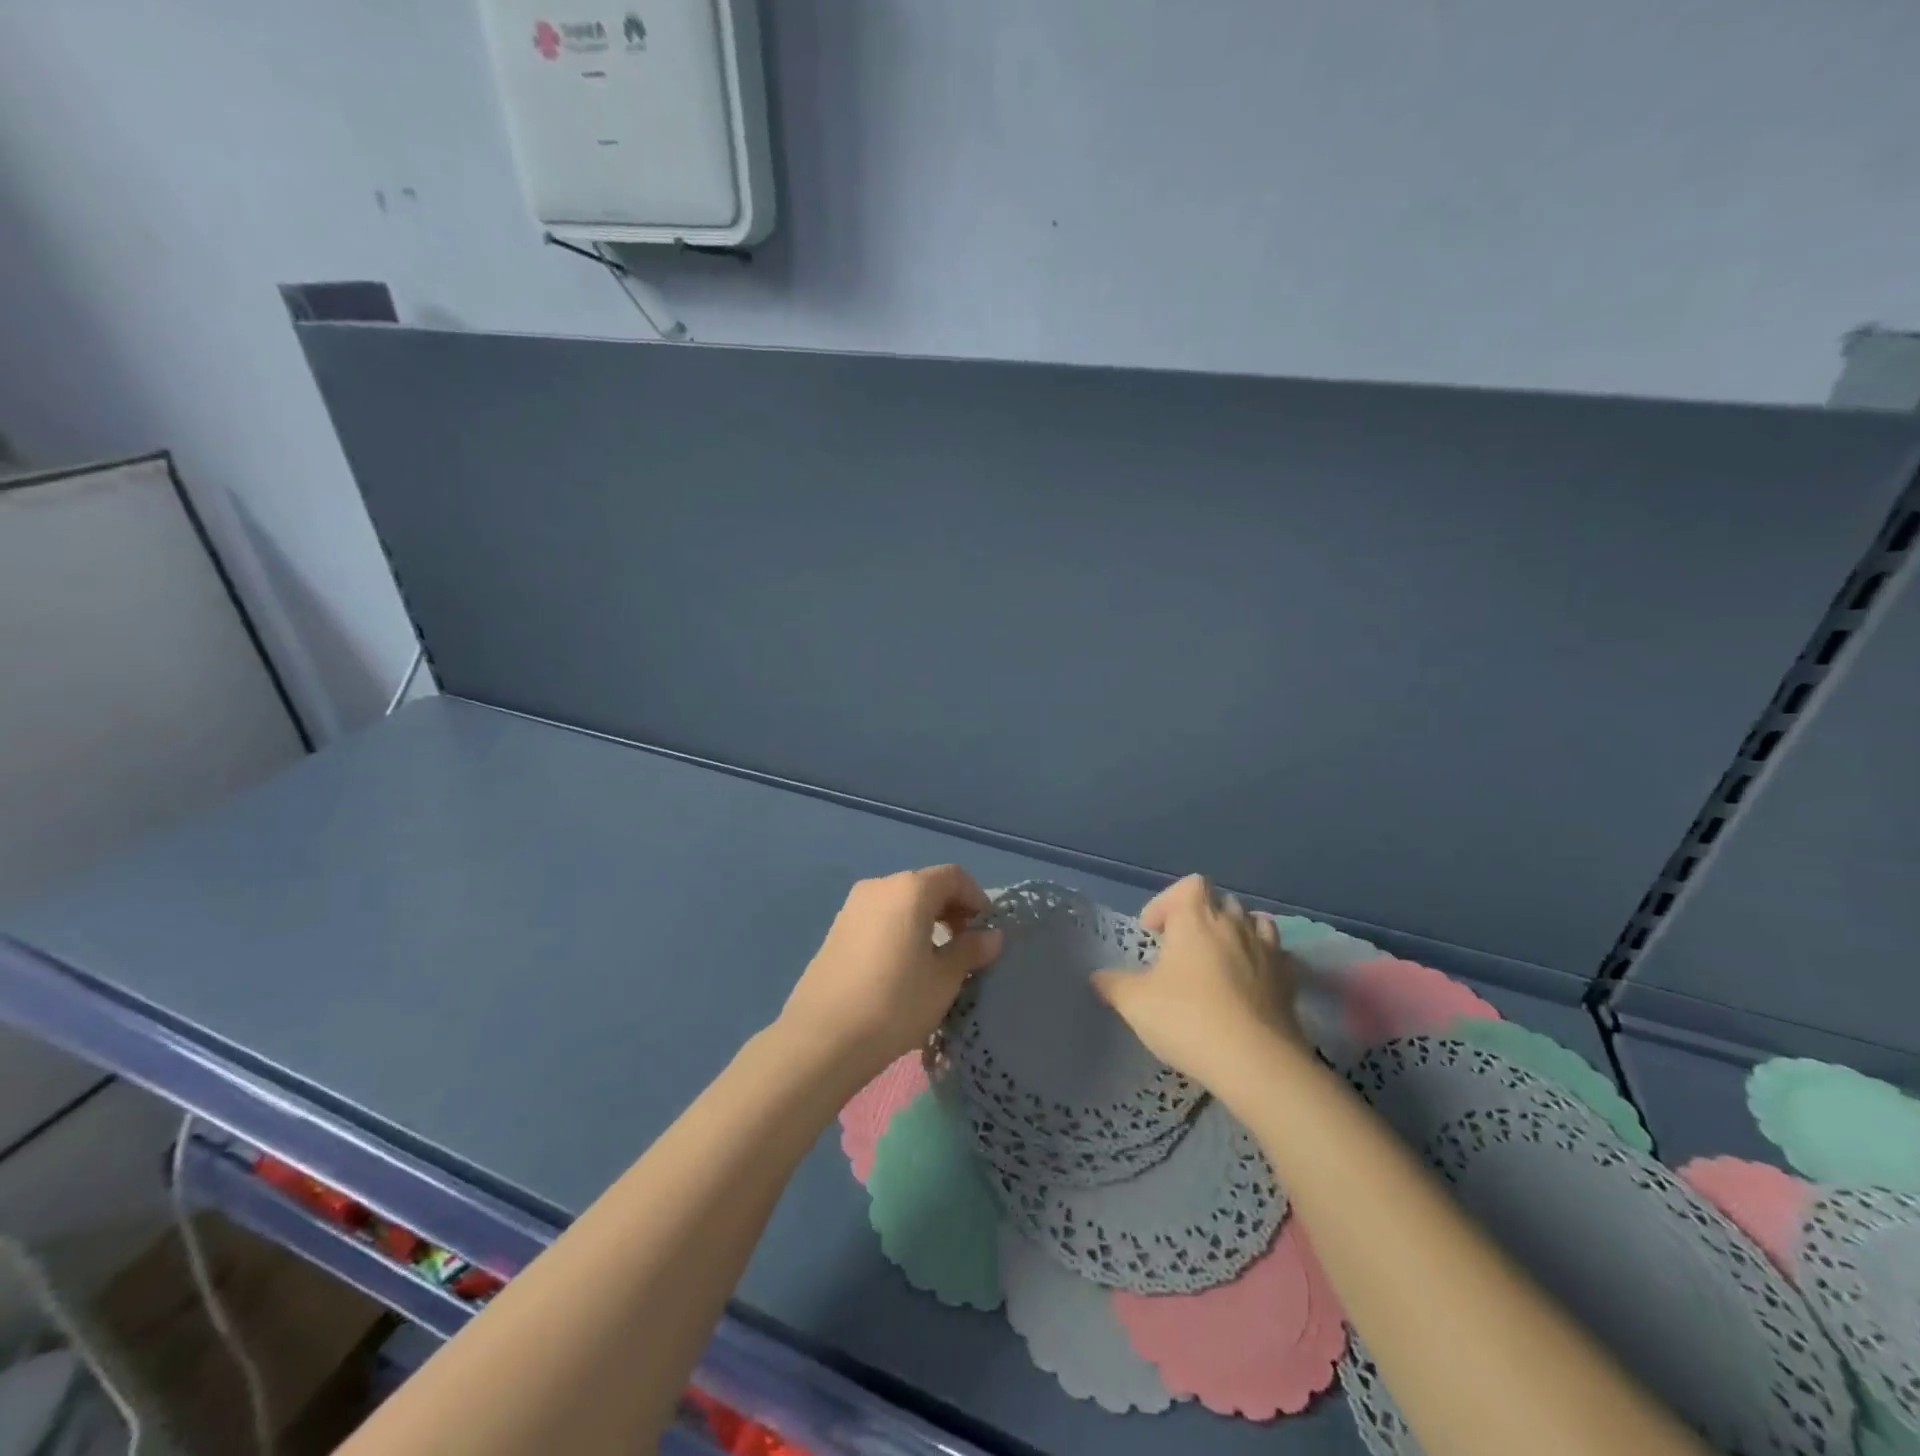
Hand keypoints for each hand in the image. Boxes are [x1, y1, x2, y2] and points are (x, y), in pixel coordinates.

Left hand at [779, 866, 1003, 1084]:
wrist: (822, 1038)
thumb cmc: (894, 1004)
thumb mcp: (943, 980)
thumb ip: (970, 951)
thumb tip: (992, 936)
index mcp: (909, 889)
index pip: (954, 877)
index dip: (977, 898)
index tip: (986, 931)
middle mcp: (880, 886)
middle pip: (926, 885)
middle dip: (952, 909)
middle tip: (966, 947)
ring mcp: (853, 905)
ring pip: (901, 901)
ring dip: (925, 920)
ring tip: (935, 959)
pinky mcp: (837, 928)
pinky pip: (880, 916)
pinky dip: (900, 928)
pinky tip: (902, 965)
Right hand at [1091, 875, 1305, 1096]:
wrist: (1255, 1062)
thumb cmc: (1188, 1018)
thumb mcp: (1134, 1002)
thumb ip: (1113, 984)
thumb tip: (1098, 978)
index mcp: (1197, 919)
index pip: (1189, 885)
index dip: (1168, 902)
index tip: (1154, 932)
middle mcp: (1234, 924)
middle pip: (1221, 902)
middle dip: (1201, 917)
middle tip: (1183, 948)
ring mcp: (1267, 951)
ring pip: (1254, 923)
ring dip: (1235, 933)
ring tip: (1219, 961)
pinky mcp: (1289, 980)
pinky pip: (1276, 955)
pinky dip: (1261, 960)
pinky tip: (1249, 984)